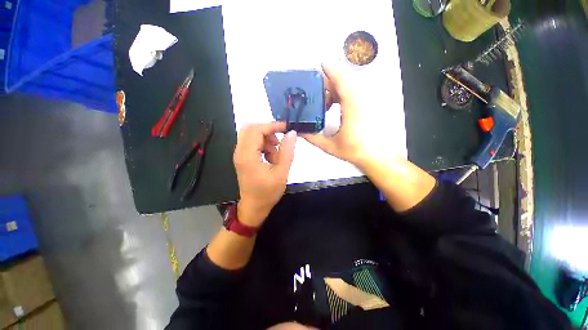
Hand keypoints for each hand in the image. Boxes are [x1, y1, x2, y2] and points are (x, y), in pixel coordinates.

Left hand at [233, 122, 295, 226]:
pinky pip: (252, 143)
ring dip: (266, 140)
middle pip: (251, 129)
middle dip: (268, 131)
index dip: (272, 126)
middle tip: (280, 141)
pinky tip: (271, 158)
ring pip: (251, 135)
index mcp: (248, 156)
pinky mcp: (242, 158)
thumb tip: (291, 133)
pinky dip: (263, 145)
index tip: (286, 128)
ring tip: (276, 155)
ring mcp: (239, 155)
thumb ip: (287, 152)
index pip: (257, 130)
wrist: (253, 207)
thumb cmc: (267, 193)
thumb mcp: (281, 173)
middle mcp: (240, 152)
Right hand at [302, 63, 388, 166]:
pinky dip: (340, 95)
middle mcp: (359, 100)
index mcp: (351, 107)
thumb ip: (312, 138)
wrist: (375, 156)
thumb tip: (299, 131)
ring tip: (323, 101)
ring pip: (348, 86)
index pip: (342, 81)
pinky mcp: (366, 105)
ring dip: (334, 90)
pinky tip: (332, 106)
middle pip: (343, 81)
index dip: (332, 70)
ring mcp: (364, 102)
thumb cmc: (354, 150)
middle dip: (327, 82)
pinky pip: (352, 93)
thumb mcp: (329, 145)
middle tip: (314, 91)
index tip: (321, 63)